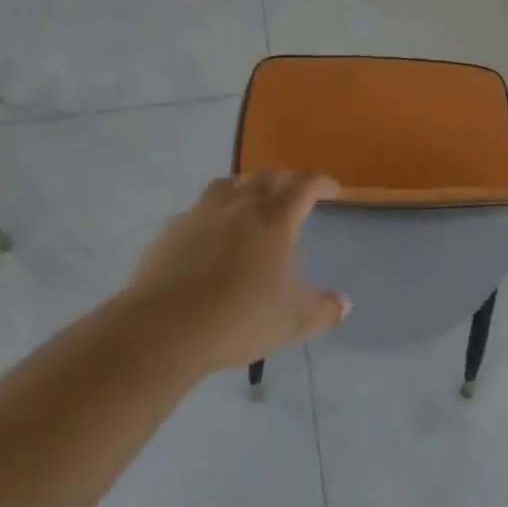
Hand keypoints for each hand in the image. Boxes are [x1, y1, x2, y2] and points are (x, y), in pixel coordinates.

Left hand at [132, 172, 349, 373]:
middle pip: (268, 176)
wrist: (163, 330)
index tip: (332, 190)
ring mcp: (202, 214)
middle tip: (294, 197)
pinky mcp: (172, 230)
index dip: (321, 183)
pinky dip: (213, 212)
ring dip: (247, 187)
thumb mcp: (294, 322)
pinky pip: (199, 208)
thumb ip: (324, 310)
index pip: (305, 184)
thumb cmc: (239, 319)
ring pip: (230, 184)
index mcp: (276, 219)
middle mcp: (241, 205)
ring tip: (251, 203)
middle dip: (286, 181)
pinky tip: (211, 234)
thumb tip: (344, 304)